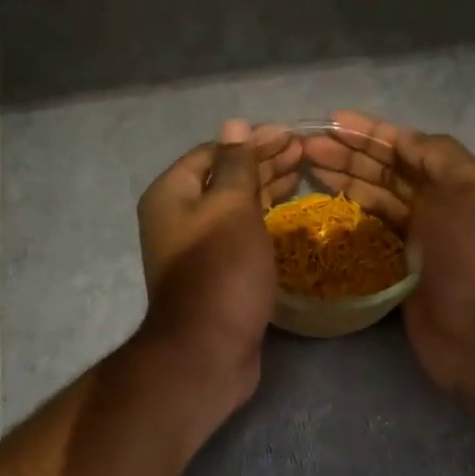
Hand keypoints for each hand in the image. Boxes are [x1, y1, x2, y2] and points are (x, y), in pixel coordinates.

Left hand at [135, 118, 300, 410]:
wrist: (207, 350)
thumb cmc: (220, 270)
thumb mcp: (231, 208)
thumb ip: (236, 166)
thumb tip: (235, 125)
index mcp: (171, 194)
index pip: (213, 152)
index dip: (252, 141)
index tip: (291, 134)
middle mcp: (177, 217)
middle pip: (223, 177)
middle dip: (263, 162)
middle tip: (304, 151)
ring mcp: (196, 248)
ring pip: (234, 206)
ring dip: (266, 187)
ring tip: (303, 172)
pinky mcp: (216, 272)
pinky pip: (240, 233)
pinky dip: (264, 218)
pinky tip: (288, 212)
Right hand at [302, 111, 474, 415]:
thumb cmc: (474, 255)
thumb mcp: (469, 190)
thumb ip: (438, 156)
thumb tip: (404, 139)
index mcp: (457, 182)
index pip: (409, 147)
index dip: (371, 132)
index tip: (333, 122)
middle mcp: (438, 205)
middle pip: (388, 170)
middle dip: (350, 153)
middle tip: (306, 146)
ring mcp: (418, 238)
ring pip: (375, 198)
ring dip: (344, 179)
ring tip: (306, 166)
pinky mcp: (399, 268)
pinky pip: (370, 232)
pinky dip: (349, 216)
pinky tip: (322, 206)